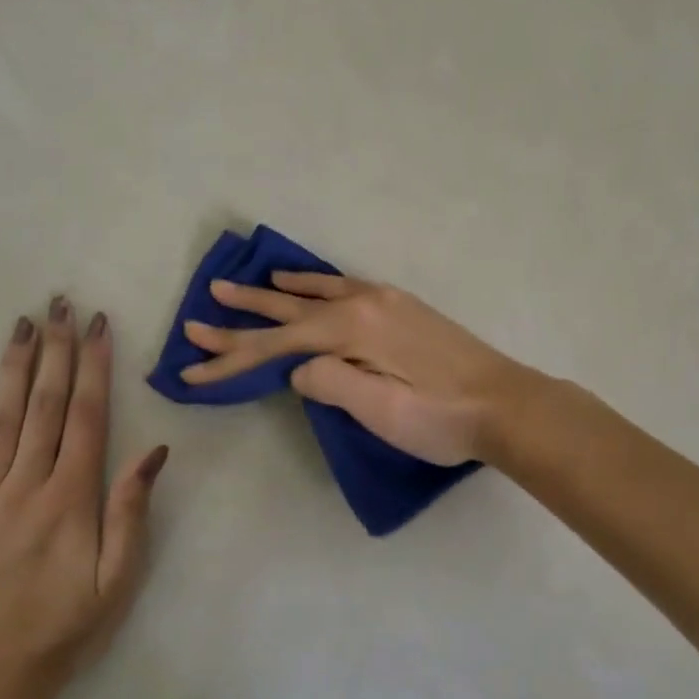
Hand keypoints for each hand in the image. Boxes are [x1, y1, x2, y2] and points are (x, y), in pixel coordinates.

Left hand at [0, 297, 167, 698]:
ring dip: (12, 366)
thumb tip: (153, 452)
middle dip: (56, 350)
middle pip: (43, 404)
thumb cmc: (65, 628)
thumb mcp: (118, 578)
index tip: (96, 325)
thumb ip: (132, 511)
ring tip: (22, 323)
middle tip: (59, 303)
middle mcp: (26, 484)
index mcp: (72, 498)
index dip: (93, 367)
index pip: (86, 416)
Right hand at [179, 274, 524, 464]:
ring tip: (241, 284)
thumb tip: (300, 369)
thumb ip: (330, 383)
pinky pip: (343, 285)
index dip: (232, 359)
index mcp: (352, 329)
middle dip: (241, 318)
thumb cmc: (442, 417)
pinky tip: (306, 281)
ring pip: (314, 293)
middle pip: (288, 312)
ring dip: (274, 292)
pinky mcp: (401, 307)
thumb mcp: (381, 410)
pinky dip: (315, 282)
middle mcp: (362, 303)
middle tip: (199, 314)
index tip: (191, 369)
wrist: (507, 405)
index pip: (276, 346)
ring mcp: (384, 301)